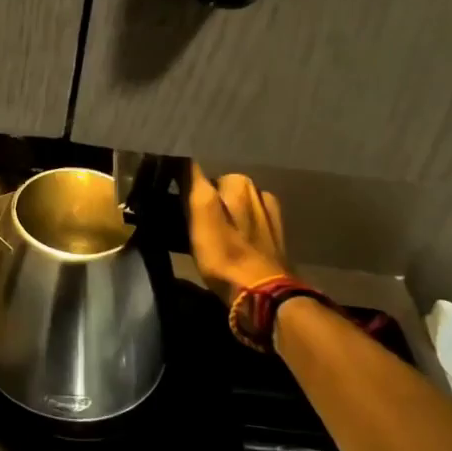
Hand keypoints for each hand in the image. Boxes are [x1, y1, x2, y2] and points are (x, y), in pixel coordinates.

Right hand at [186, 165, 291, 297]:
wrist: (263, 295)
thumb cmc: (225, 253)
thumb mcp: (200, 213)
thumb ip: (194, 182)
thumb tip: (183, 155)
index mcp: (239, 182)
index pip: (202, 173)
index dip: (187, 188)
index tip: (176, 204)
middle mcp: (259, 191)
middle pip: (220, 189)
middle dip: (207, 201)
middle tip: (191, 223)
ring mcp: (270, 214)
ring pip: (235, 206)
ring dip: (223, 215)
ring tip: (209, 236)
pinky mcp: (276, 236)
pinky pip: (247, 222)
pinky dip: (237, 228)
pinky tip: (231, 243)